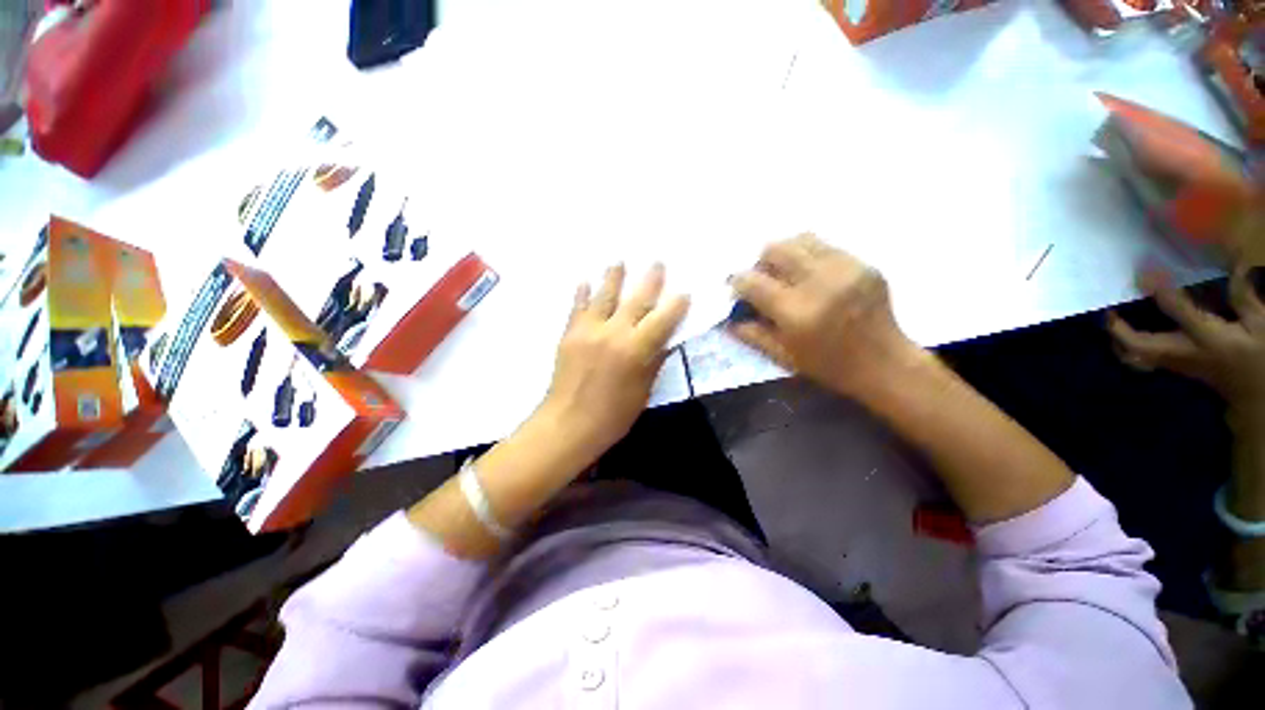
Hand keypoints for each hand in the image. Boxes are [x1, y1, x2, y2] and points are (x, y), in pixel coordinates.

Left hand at [537, 263, 689, 459]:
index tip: (684, 292)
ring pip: (604, 296)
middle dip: (650, 280)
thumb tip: (666, 341)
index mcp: (636, 349)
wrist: (568, 424)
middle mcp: (614, 332)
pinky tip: (584, 280)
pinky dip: (582, 293)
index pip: (663, 319)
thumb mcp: (642, 391)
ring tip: (619, 261)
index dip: (676, 305)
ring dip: (613, 277)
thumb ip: (654, 362)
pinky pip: (577, 308)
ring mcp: (588, 330)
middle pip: (636, 300)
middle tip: (657, 262)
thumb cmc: (612, 416)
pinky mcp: (569, 334)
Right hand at [728, 234, 916, 400]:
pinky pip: (825, 246)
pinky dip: (809, 256)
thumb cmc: (828, 367)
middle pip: (775, 249)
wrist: (884, 363)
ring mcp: (845, 269)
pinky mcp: (863, 264)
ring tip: (787, 273)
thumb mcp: (783, 356)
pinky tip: (812, 275)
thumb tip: (728, 318)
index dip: (738, 282)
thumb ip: (752, 334)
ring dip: (785, 254)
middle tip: (764, 280)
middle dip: (760, 262)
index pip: (752, 282)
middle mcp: (819, 283)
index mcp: (796, 313)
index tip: (737, 289)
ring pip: (800, 240)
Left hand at [1108, 264, 1264, 420]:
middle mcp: (1183, 352)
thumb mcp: (1262, 325)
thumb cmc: (1261, 358)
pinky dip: (1127, 348)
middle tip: (1109, 307)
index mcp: (1207, 338)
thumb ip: (1244, 299)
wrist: (1256, 396)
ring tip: (1110, 319)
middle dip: (1118, 328)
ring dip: (1117, 340)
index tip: (1145, 271)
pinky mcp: (1174, 369)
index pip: (1177, 310)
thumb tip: (1237, 266)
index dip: (1159, 289)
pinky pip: (1142, 361)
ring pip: (1134, 358)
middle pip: (1139, 345)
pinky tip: (1122, 333)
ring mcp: (1175, 364)